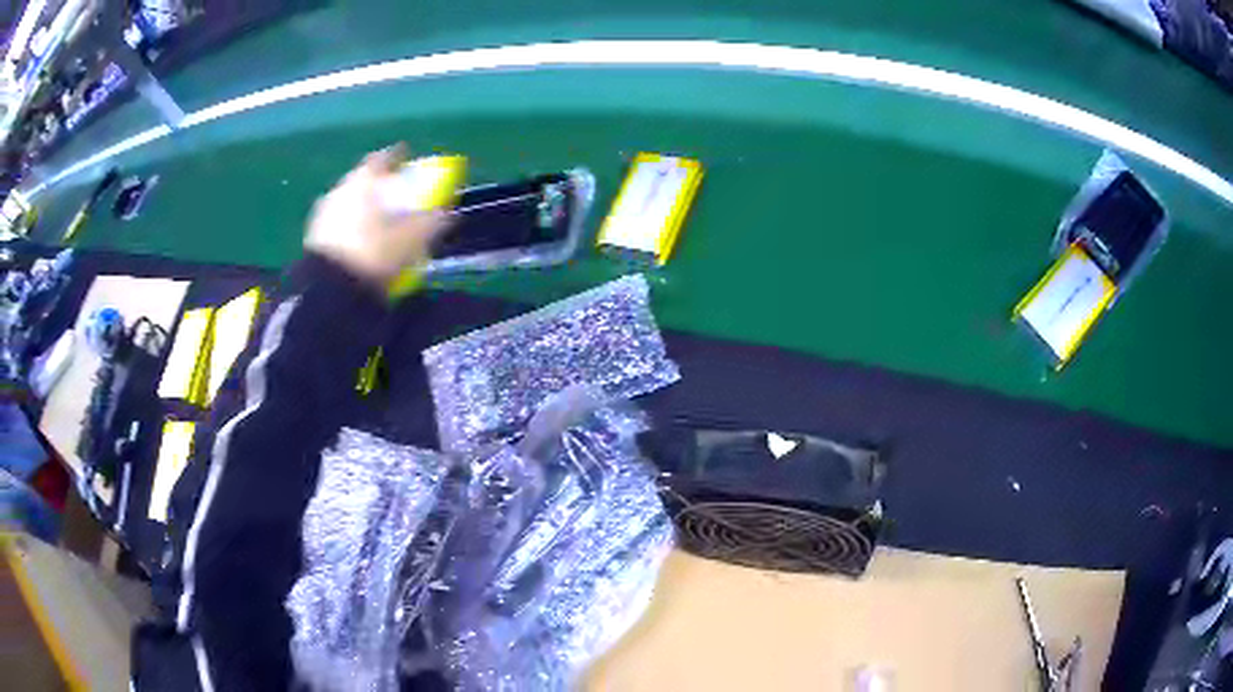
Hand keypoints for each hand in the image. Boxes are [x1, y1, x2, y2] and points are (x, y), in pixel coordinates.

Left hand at [305, 143, 450, 288]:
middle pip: (364, 180)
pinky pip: (338, 225)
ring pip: (349, 203)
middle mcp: (341, 189)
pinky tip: (361, 246)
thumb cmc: (374, 254)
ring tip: (379, 226)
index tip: (409, 164)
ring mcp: (323, 213)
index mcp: (364, 180)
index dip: (399, 158)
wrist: (328, 290)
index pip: (385, 157)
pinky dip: (351, 229)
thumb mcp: (412, 239)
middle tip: (396, 198)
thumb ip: (432, 221)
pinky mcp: (312, 239)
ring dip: (363, 210)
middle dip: (380, 187)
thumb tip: (448, 213)